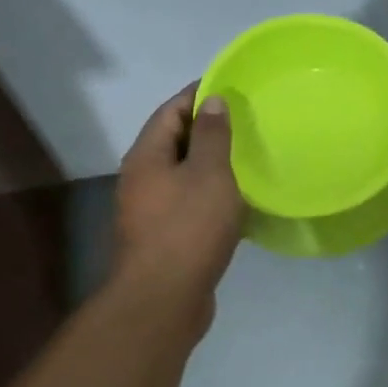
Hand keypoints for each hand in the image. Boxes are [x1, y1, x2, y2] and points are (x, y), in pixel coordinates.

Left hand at [113, 83, 245, 321]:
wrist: (164, 298)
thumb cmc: (188, 228)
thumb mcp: (209, 174)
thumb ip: (212, 136)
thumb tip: (212, 101)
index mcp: (147, 156)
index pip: (171, 111)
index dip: (198, 95)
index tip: (230, 87)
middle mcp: (142, 179)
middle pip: (173, 142)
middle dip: (206, 130)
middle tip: (245, 123)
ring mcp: (150, 211)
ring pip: (182, 176)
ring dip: (209, 166)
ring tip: (246, 160)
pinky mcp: (164, 238)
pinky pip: (188, 205)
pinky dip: (210, 197)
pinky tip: (236, 203)